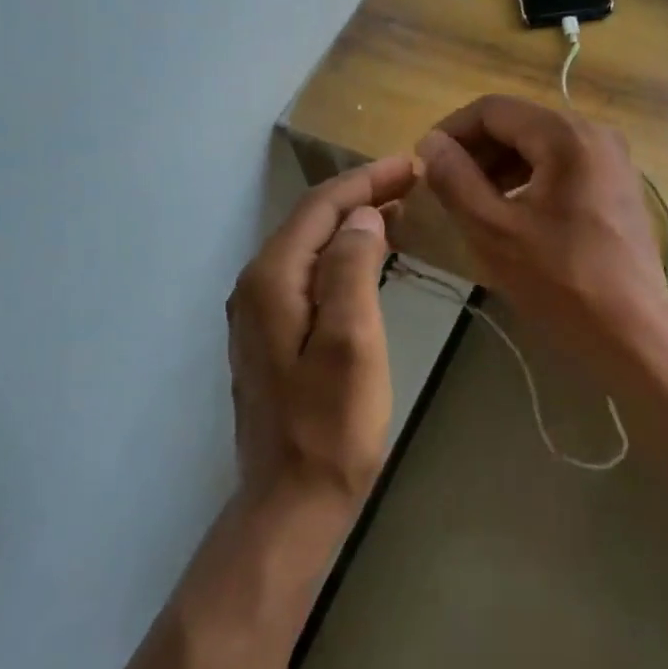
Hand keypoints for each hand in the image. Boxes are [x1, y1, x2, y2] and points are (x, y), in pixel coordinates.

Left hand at [227, 156, 415, 507]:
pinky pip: (308, 275)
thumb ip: (352, 268)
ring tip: (399, 213)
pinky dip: (341, 256)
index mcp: (272, 279)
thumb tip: (363, 216)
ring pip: (309, 248)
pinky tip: (368, 260)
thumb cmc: (330, 425)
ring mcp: (259, 313)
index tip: (410, 166)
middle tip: (412, 184)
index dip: (365, 181)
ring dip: (352, 225)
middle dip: (360, 197)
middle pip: (311, 222)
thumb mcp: (352, 340)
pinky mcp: (271, 336)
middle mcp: (256, 286)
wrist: (290, 502)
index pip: (320, 207)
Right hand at [415, 95, 667, 359]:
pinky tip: (509, 212)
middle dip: (475, 150)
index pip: (493, 109)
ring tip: (470, 201)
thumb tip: (430, 143)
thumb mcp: (493, 230)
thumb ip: (455, 179)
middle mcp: (595, 134)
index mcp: (566, 136)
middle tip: (443, 186)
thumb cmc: (561, 281)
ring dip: (499, 166)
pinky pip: (561, 166)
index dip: (451, 131)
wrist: (634, 333)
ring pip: (539, 145)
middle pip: (518, 123)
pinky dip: (527, 179)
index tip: (423, 164)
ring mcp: (612, 159)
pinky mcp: (617, 185)